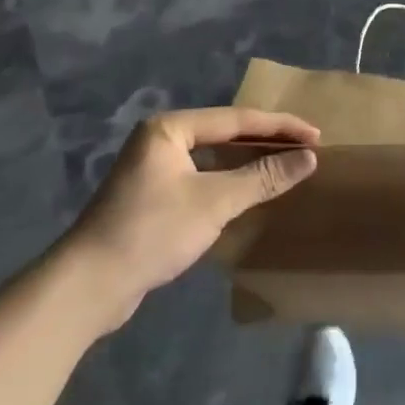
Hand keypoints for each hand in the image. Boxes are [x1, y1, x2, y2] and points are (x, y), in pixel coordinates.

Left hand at [75, 108, 318, 302]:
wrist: (88, 285)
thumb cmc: (152, 231)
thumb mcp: (215, 202)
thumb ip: (263, 177)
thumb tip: (309, 158)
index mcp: (170, 128)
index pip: (237, 119)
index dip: (280, 127)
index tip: (316, 135)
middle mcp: (160, 139)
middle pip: (225, 133)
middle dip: (266, 141)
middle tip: (306, 148)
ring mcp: (153, 169)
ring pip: (213, 157)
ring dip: (248, 161)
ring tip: (285, 165)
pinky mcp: (151, 197)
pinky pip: (202, 177)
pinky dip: (229, 181)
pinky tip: (250, 191)